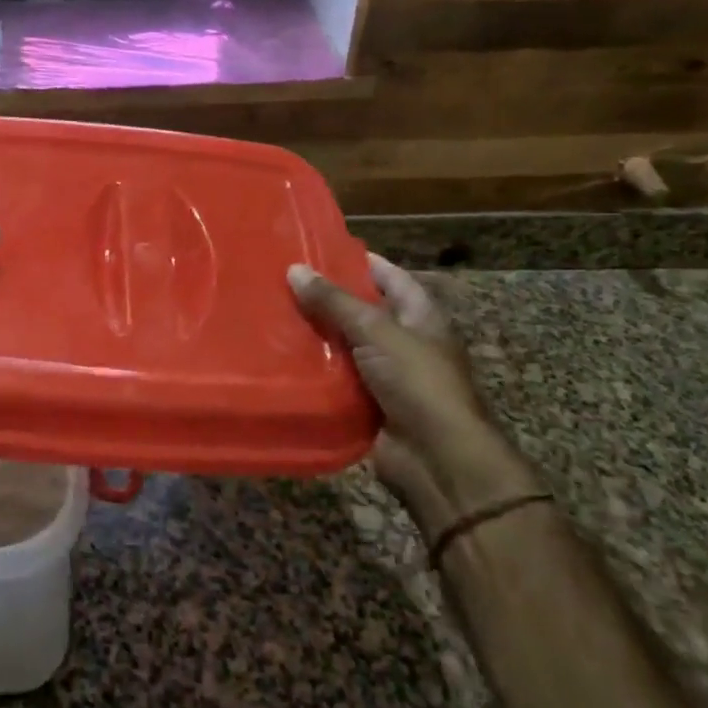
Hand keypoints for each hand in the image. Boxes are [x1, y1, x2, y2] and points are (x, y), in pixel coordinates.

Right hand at [289, 254, 540, 542]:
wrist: (437, 459)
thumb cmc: (418, 382)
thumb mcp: (376, 331)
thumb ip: (335, 302)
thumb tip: (294, 269)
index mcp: (419, 316)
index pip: (388, 276)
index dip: (359, 261)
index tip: (317, 249)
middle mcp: (404, 340)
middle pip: (361, 311)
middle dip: (326, 298)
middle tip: (281, 281)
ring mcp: (386, 374)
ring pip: (344, 346)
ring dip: (315, 335)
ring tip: (271, 313)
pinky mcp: (367, 403)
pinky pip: (335, 379)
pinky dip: (313, 370)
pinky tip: (279, 357)